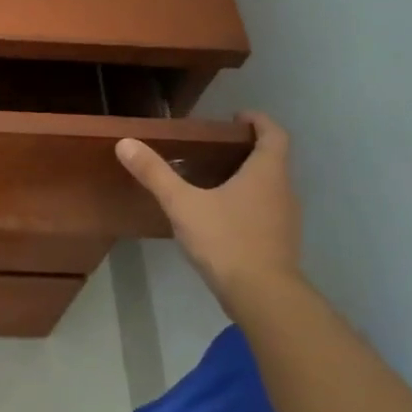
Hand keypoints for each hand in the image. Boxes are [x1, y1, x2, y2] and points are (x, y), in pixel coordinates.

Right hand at [116, 112, 301, 305]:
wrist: (261, 294)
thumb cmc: (225, 239)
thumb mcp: (182, 204)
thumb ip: (155, 174)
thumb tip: (125, 143)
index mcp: (266, 172)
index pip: (274, 134)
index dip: (258, 121)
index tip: (236, 117)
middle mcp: (283, 190)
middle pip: (273, 159)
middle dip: (247, 149)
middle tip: (215, 148)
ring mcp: (286, 218)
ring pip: (270, 186)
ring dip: (248, 177)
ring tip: (214, 180)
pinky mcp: (280, 241)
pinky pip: (266, 210)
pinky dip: (248, 203)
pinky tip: (221, 216)